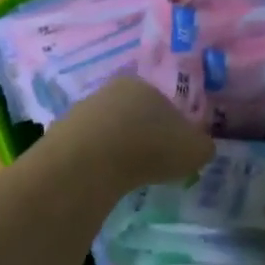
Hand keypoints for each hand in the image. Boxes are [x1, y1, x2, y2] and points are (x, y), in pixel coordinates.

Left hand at [45, 76, 214, 189]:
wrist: (90, 162)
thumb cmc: (151, 147)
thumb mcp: (195, 150)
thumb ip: (203, 145)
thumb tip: (201, 147)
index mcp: (145, 84)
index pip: (165, 102)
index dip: (173, 127)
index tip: (174, 150)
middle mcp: (112, 90)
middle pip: (134, 113)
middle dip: (143, 135)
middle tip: (152, 163)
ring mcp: (83, 110)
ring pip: (109, 129)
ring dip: (118, 148)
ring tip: (127, 175)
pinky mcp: (61, 133)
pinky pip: (88, 148)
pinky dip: (97, 162)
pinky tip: (103, 179)